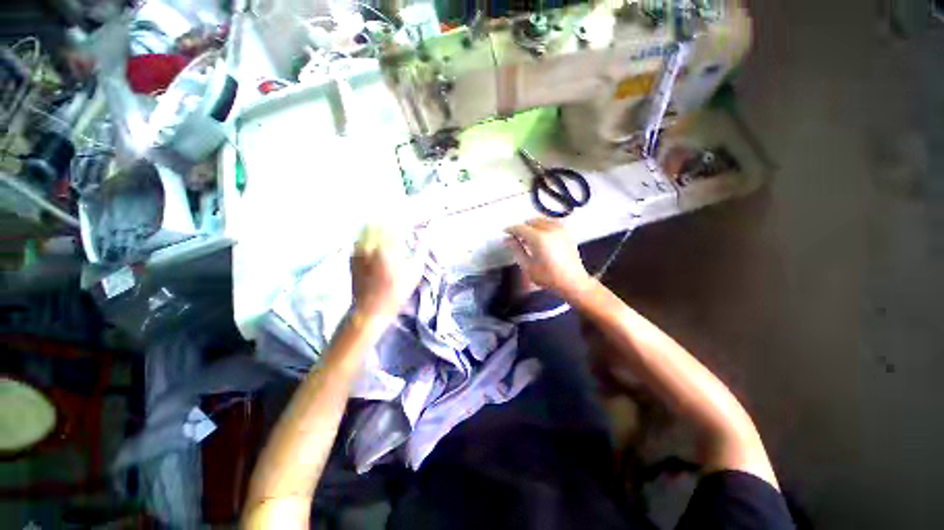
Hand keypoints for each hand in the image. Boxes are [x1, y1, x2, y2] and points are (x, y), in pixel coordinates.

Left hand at [351, 226, 421, 325]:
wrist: (370, 308)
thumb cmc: (397, 291)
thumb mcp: (414, 273)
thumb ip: (420, 252)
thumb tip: (425, 238)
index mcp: (388, 248)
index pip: (395, 225)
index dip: (403, 223)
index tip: (408, 226)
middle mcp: (372, 246)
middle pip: (379, 223)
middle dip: (389, 223)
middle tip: (397, 229)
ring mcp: (359, 250)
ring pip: (366, 228)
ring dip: (377, 227)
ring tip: (385, 234)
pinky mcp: (352, 256)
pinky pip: (359, 238)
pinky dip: (368, 236)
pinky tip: (375, 244)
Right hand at [505, 218, 594, 301]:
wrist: (572, 282)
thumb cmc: (550, 277)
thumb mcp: (528, 266)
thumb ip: (516, 250)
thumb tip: (508, 240)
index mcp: (538, 238)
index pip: (520, 228)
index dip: (511, 229)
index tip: (506, 232)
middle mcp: (550, 230)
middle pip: (531, 221)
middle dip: (522, 227)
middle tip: (517, 237)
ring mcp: (560, 230)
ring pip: (542, 220)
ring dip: (533, 225)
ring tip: (529, 236)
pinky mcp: (567, 233)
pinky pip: (552, 222)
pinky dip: (544, 225)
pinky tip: (542, 235)